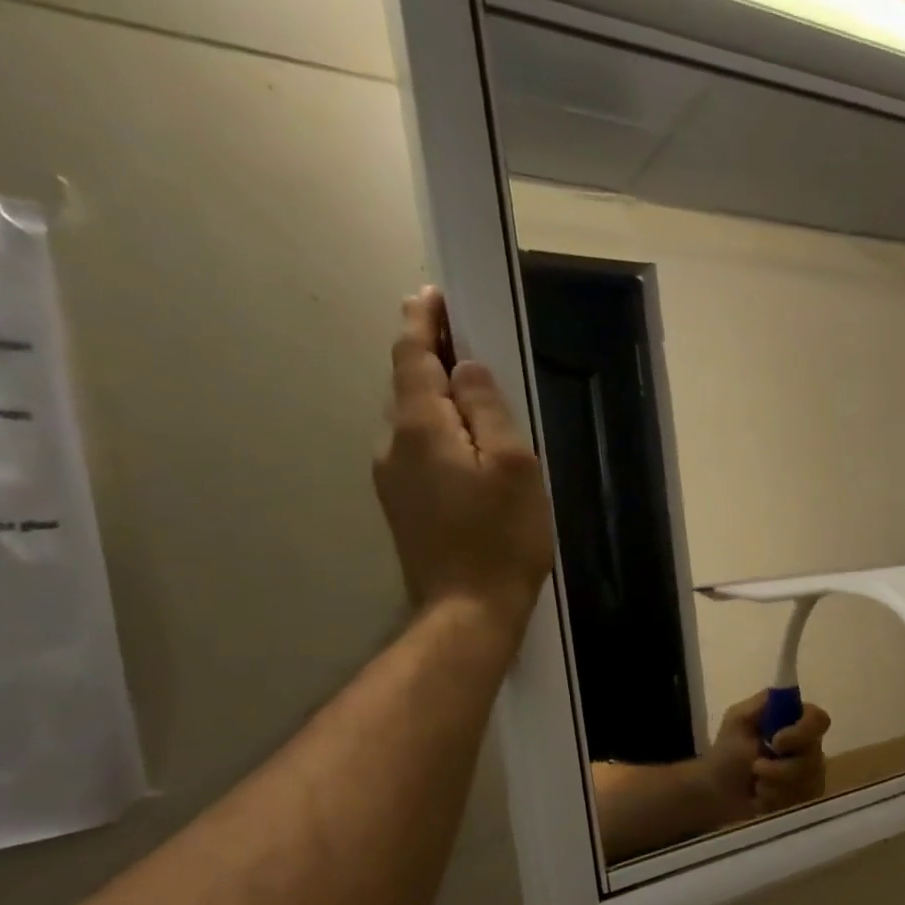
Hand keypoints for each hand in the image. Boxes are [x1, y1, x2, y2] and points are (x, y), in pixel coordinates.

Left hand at [374, 289, 553, 642]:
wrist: (468, 610)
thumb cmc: (502, 537)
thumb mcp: (513, 466)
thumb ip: (488, 410)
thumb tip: (466, 369)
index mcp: (420, 428)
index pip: (413, 357)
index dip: (423, 322)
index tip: (434, 295)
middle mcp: (393, 444)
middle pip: (409, 386)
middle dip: (432, 357)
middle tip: (465, 339)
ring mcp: (392, 478)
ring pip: (414, 421)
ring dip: (437, 397)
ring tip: (472, 392)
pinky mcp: (403, 505)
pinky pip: (418, 450)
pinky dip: (439, 431)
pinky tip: (467, 447)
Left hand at [703, 693, 831, 824]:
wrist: (716, 793)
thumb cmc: (727, 753)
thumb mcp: (738, 719)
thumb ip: (763, 704)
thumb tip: (790, 694)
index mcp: (795, 722)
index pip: (819, 720)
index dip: (803, 731)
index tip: (777, 741)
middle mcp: (809, 746)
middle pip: (815, 756)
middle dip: (781, 768)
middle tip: (756, 768)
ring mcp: (811, 775)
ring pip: (808, 782)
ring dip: (774, 784)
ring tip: (756, 785)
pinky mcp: (806, 799)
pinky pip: (803, 800)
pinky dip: (777, 800)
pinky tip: (763, 798)